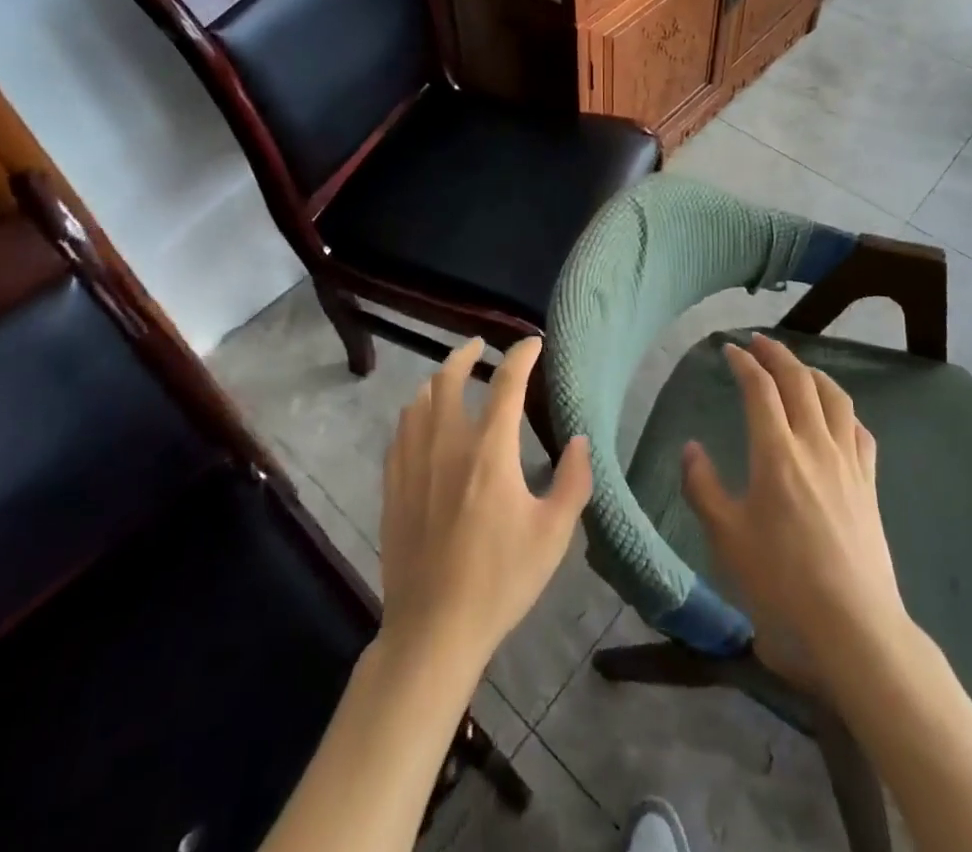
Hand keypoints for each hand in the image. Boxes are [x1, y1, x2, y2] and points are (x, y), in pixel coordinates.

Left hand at [378, 337, 591, 676]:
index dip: (521, 355)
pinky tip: (421, 422)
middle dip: (465, 353)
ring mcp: (413, 463)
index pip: (507, 383)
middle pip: (449, 378)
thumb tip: (579, 439)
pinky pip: (400, 431)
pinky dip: (415, 412)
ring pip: (419, 400)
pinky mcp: (392, 485)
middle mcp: (447, 443)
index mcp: (489, 451)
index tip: (532, 343)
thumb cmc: (500, 580)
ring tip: (451, 379)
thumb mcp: (553, 535)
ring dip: (438, 380)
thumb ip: (573, 481)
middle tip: (479, 346)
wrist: (433, 629)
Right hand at [681, 334, 909, 687]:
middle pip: (799, 381)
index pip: (759, 388)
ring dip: (812, 372)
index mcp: (776, 452)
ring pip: (835, 397)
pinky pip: (859, 430)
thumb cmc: (781, 582)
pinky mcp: (870, 484)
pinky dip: (843, 409)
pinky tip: (837, 415)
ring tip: (797, 367)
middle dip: (777, 354)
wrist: (854, 627)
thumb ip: (703, 487)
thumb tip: (692, 447)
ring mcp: (848, 462)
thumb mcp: (726, 537)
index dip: (744, 362)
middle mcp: (815, 444)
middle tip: (759, 342)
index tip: (729, 349)